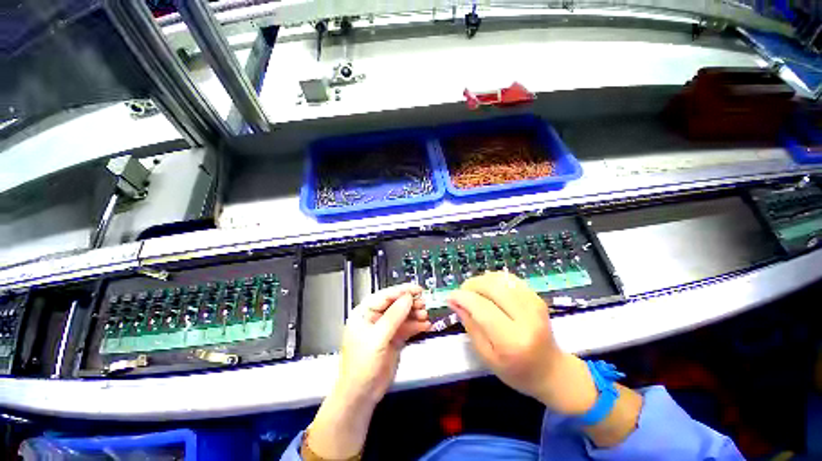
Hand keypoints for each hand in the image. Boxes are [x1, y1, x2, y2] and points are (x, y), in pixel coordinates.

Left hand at [336, 283, 430, 404]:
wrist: (362, 394)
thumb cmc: (362, 365)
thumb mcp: (377, 338)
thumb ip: (394, 317)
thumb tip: (408, 298)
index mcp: (365, 312)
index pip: (385, 296)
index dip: (402, 291)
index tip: (417, 289)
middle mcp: (375, 317)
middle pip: (396, 304)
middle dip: (410, 303)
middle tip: (423, 304)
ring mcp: (385, 328)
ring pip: (403, 315)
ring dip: (415, 314)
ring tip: (426, 315)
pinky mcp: (394, 338)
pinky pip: (407, 327)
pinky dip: (417, 325)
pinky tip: (426, 325)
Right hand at [447, 272, 597, 414]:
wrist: (551, 370)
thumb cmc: (516, 371)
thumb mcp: (486, 356)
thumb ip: (470, 325)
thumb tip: (453, 301)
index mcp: (512, 341)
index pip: (482, 308)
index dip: (463, 298)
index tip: (450, 296)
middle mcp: (527, 318)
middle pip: (493, 287)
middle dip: (471, 285)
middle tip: (462, 293)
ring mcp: (535, 305)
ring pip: (501, 279)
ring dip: (482, 280)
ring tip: (474, 291)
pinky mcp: (537, 297)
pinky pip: (510, 279)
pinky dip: (494, 279)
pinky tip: (488, 289)